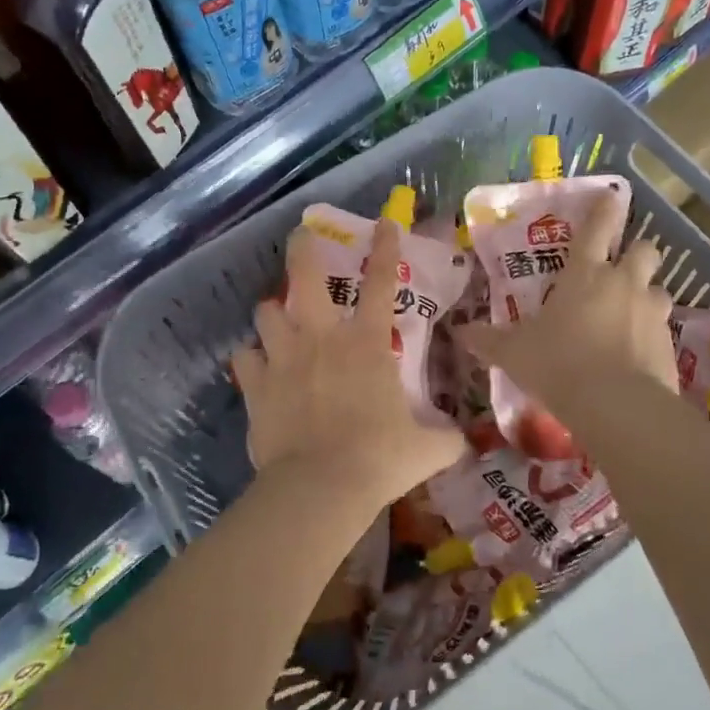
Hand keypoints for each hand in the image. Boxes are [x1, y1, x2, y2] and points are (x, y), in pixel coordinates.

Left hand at [232, 220, 465, 510]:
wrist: (321, 487)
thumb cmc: (379, 459)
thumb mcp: (427, 450)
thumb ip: (447, 439)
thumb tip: (465, 441)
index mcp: (365, 343)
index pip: (380, 282)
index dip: (384, 248)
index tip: (384, 223)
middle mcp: (321, 338)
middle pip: (305, 276)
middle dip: (302, 249)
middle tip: (300, 236)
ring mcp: (283, 358)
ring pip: (266, 312)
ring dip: (272, 311)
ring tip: (276, 316)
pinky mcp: (256, 385)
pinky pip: (244, 358)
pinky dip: (250, 359)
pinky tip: (255, 366)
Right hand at [459, 189, 676, 403]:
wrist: (616, 406)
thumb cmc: (558, 364)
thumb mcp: (514, 353)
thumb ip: (489, 340)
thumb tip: (460, 332)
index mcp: (584, 274)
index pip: (597, 228)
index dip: (604, 210)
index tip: (612, 197)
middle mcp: (623, 283)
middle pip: (644, 250)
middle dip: (636, 253)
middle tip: (620, 269)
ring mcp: (651, 312)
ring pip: (657, 289)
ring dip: (645, 296)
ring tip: (629, 315)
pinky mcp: (669, 344)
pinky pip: (662, 328)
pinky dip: (651, 334)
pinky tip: (636, 353)